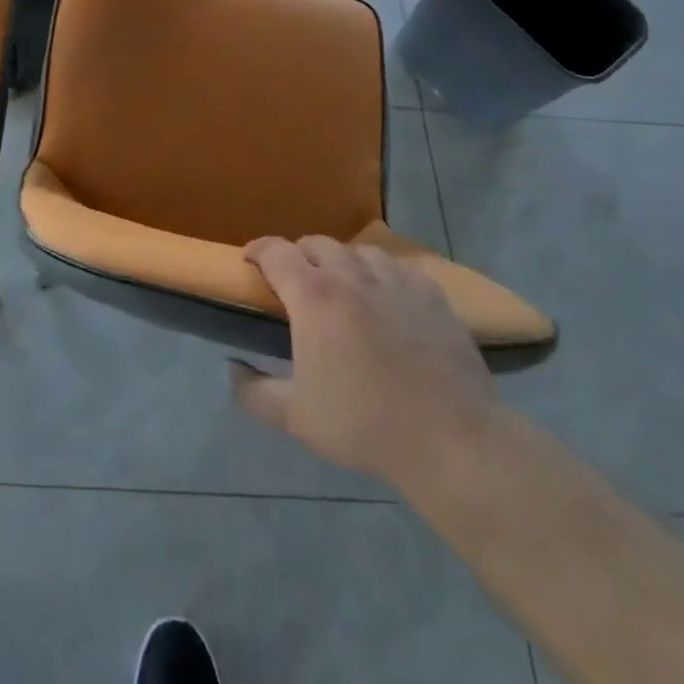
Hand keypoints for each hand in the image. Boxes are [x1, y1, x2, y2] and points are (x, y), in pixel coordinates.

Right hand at [231, 236, 496, 482]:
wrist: (452, 441)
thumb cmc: (366, 426)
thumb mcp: (296, 419)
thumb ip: (253, 392)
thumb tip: (232, 368)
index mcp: (314, 297)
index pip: (275, 251)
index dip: (257, 250)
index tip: (249, 261)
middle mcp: (351, 275)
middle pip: (316, 243)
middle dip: (299, 255)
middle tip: (296, 282)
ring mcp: (395, 280)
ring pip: (358, 250)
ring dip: (342, 261)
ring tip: (342, 286)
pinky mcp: (432, 294)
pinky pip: (398, 267)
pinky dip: (382, 274)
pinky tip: (386, 297)